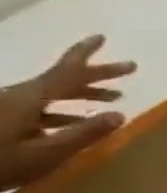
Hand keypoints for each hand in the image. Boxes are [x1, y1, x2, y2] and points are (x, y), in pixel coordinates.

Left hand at [0, 37, 134, 189]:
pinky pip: (33, 111)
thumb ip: (83, 133)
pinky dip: (59, 113)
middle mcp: (14, 99)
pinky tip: (73, 125)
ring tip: (111, 100)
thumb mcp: (43, 154)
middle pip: (59, 82)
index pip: (63, 72)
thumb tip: (120, 114)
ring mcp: (1, 110)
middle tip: (127, 70)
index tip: (101, 37)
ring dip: (80, 97)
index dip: (83, 54)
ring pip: (47, 97)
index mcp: (27, 100)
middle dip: (94, 77)